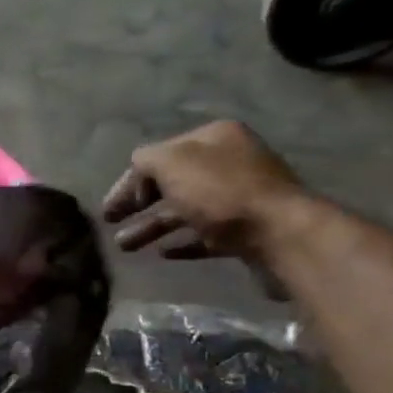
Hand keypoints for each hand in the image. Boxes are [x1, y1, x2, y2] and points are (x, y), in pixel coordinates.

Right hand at [101, 122, 307, 265]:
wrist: (281, 233)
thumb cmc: (221, 193)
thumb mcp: (172, 163)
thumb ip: (146, 160)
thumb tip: (137, 168)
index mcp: (214, 138)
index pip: (159, 155)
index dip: (130, 180)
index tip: (111, 208)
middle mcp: (228, 162)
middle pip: (171, 183)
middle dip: (138, 204)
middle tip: (111, 224)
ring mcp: (240, 197)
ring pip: (184, 211)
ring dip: (151, 227)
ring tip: (125, 248)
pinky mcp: (246, 230)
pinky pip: (205, 234)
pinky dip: (182, 242)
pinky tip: (163, 253)